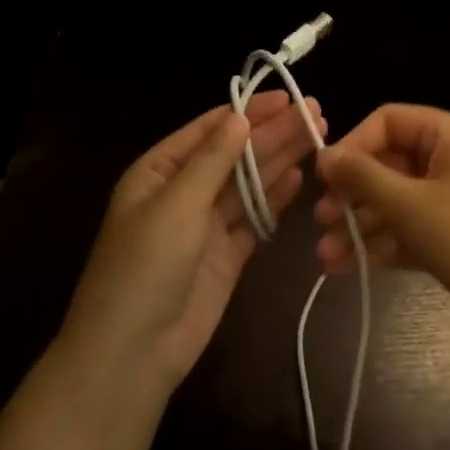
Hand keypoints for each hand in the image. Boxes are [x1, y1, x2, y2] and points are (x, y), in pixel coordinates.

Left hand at [62, 93, 323, 391]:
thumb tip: (239, 117)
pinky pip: (254, 219)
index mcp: (158, 172)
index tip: (287, 97)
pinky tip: (298, 178)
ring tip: (316, 135)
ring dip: (279, 161)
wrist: (133, 353)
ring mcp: (206, 225)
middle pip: (234, 155)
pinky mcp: (227, 255)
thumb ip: (212, 161)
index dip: (248, 112)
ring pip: (248, 184)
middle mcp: (183, 192)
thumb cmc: (145, 267)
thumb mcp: (175, 205)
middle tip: (315, 112)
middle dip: (272, 134)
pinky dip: (274, 200)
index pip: (209, 130)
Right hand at [315, 104, 449, 353]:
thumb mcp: (411, 205)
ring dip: (358, 225)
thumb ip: (363, 177)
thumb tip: (324, 155)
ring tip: (325, 254)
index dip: (354, 144)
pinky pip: (406, 231)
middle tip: (321, 218)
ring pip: (393, 203)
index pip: (389, 121)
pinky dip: (378, 245)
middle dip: (352, 193)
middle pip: (388, 164)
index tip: (325, 177)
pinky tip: (345, 267)